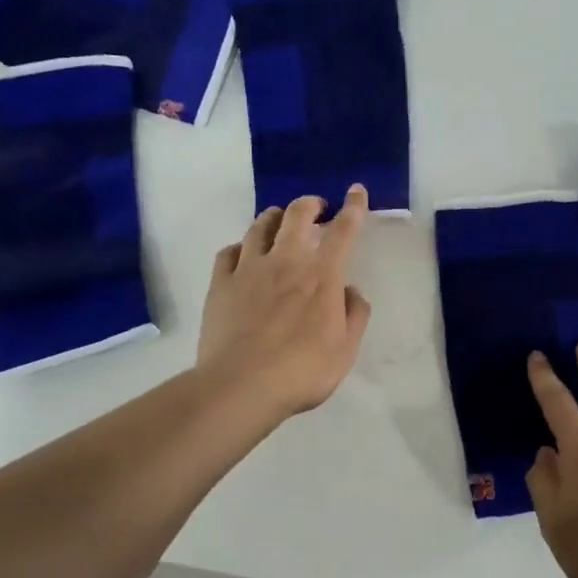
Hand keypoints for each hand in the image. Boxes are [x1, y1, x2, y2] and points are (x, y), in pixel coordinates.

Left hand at [199, 187, 372, 417]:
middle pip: (296, 216)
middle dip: (310, 204)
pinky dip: (241, 246)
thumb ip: (355, 315)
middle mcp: (286, 262)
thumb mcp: (345, 351)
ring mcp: (249, 270)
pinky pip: (229, 251)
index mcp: (322, 277)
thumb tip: (351, 290)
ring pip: (259, 226)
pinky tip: (243, 253)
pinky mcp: (220, 284)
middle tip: (316, 208)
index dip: (353, 207)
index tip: (356, 191)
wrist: (241, 385)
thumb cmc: (302, 372)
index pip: (343, 231)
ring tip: (279, 221)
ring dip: (274, 217)